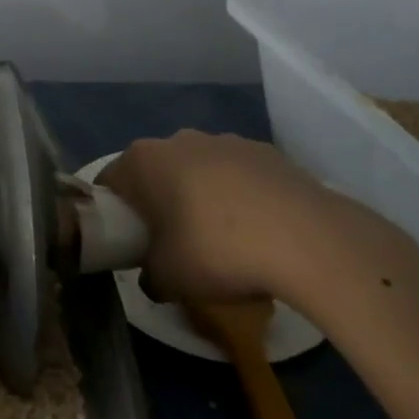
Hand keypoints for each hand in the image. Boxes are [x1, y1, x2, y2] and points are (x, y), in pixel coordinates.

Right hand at [102, 130, 372, 302]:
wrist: (308, 240)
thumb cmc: (216, 251)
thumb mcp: (167, 279)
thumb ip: (148, 276)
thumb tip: (152, 276)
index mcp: (143, 160)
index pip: (110, 181)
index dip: (113, 212)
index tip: (127, 241)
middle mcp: (179, 139)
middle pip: (155, 171)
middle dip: (158, 201)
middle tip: (170, 242)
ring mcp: (226, 141)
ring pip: (199, 169)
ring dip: (200, 195)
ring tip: (222, 239)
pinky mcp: (268, 152)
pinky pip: (239, 175)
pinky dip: (240, 196)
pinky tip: (259, 230)